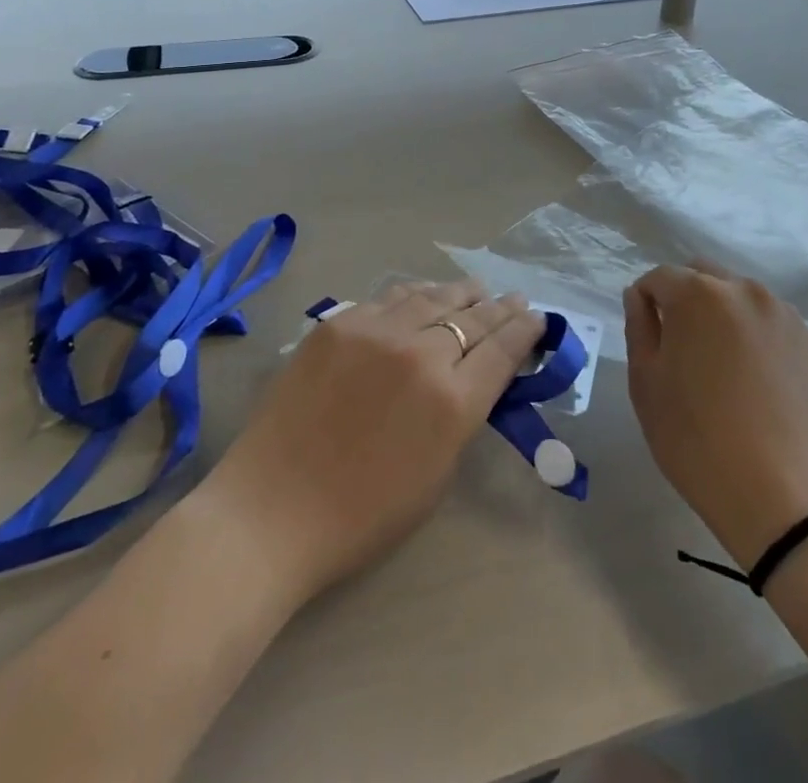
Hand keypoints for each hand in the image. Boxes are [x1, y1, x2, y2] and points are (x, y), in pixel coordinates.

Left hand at [208, 280, 545, 601]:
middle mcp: (420, 354)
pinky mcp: (338, 323)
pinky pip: (390, 298)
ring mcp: (376, 331)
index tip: (537, 318)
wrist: (270, 512)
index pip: (503, 349)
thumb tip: (475, 376)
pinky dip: (417, 295)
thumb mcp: (436, 475)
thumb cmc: (361, 517)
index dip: (525, 330)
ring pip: (433, 297)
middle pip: (473, 318)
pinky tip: (425, 294)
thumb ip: (462, 416)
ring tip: (476, 290)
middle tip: (516, 299)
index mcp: (452, 402)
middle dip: (501, 308)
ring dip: (461, 294)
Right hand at [624, 264, 807, 569]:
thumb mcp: (646, 384)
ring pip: (738, 296)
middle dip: (684, 298)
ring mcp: (782, 313)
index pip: (660, 277)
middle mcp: (744, 289)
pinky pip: (767, 322)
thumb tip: (639, 297)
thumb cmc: (697, 440)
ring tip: (720, 366)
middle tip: (680, 348)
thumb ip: (639, 327)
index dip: (646, 302)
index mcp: (698, 294)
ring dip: (720, 314)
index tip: (647, 337)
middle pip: (702, 276)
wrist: (783, 497)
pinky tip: (753, 379)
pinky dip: (752, 334)